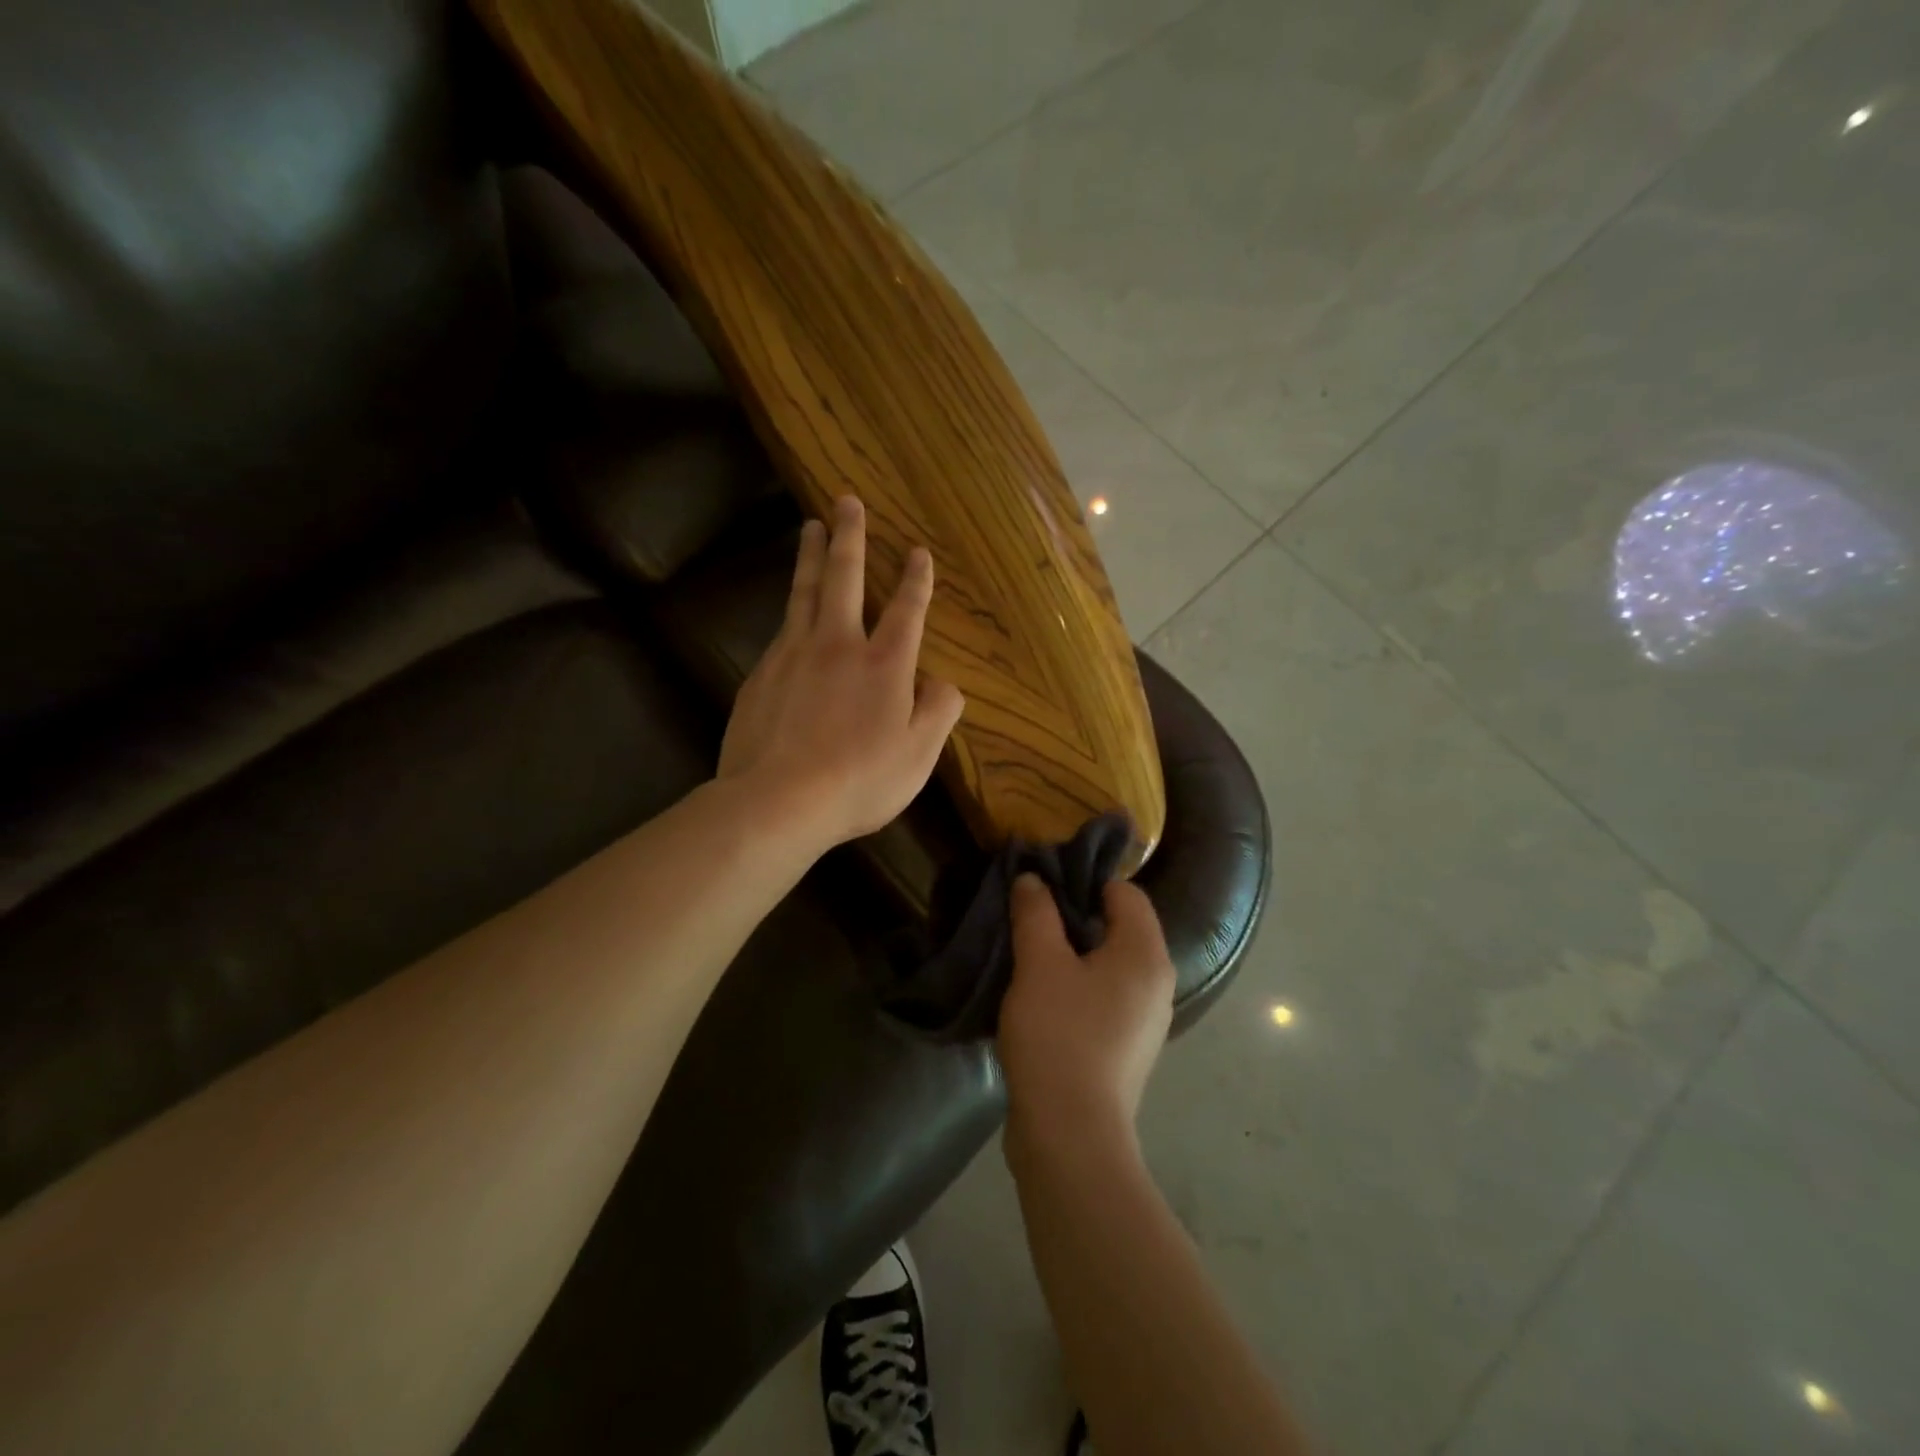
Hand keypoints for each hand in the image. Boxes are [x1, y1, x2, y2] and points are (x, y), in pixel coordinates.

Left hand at [718, 496, 965, 853]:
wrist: (777, 800)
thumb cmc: (859, 780)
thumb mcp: (919, 755)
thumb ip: (938, 712)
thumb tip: (942, 682)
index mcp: (885, 664)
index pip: (907, 609)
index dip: (916, 579)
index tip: (918, 551)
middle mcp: (838, 645)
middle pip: (844, 578)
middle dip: (850, 537)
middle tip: (846, 501)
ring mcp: (793, 655)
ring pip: (804, 592)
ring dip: (811, 556)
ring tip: (811, 526)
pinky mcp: (760, 674)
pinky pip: (780, 630)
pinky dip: (790, 610)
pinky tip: (790, 611)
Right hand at [999, 874, 1175, 1160]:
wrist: (1070, 1135)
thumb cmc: (1059, 1036)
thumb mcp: (1039, 964)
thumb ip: (1036, 913)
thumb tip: (1033, 879)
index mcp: (1146, 955)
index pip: (1125, 892)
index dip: (1084, 881)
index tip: (1042, 886)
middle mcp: (1156, 983)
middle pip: (1118, 927)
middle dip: (1072, 917)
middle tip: (1028, 917)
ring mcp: (1144, 1021)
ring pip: (1107, 965)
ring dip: (1070, 954)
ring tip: (1027, 955)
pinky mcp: (1125, 1049)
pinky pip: (1103, 998)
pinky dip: (1075, 988)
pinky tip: (1040, 999)